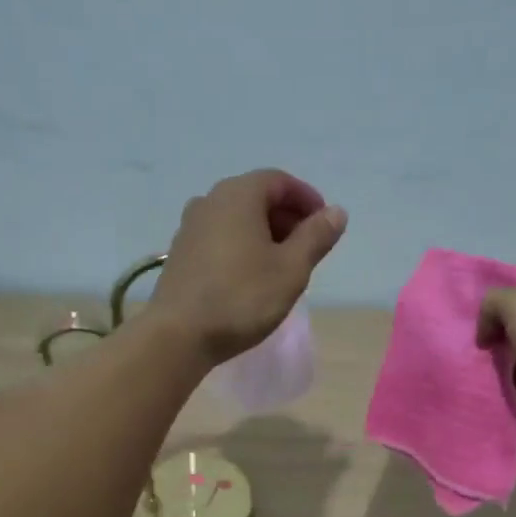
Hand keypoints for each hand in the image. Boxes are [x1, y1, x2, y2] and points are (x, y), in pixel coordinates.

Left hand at [149, 170, 346, 364]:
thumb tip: (336, 212)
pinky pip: (219, 238)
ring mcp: (190, 227)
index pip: (280, 181)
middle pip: (256, 197)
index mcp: (239, 195)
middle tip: (308, 247)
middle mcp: (210, 201)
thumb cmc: (242, 298)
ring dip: (264, 233)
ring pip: (236, 219)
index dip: (307, 198)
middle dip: (286, 217)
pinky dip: (241, 246)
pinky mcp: (180, 254)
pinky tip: (250, 277)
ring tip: (282, 265)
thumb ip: (316, 236)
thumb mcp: (291, 269)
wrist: (179, 335)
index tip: (325, 224)